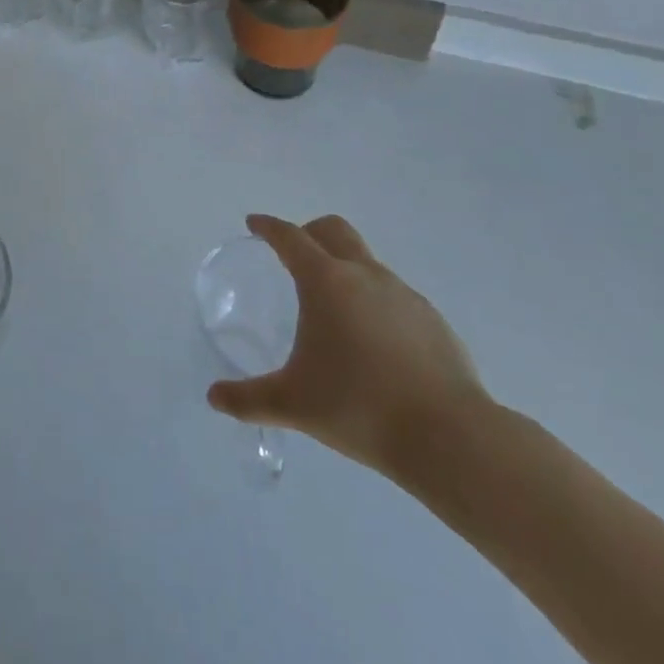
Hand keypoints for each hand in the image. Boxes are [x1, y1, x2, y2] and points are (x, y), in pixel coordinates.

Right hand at [207, 213, 489, 478]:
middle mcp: (364, 275)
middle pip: (334, 230)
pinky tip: (374, 343)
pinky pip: (394, 295)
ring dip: (345, 268)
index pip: (289, 237)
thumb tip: (214, 397)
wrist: (449, 438)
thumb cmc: (359, 407)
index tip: (254, 225)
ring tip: (334, 308)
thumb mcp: (293, 403)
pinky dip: (375, 302)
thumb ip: (248, 398)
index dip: (268, 227)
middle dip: (309, 232)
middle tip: (293, 254)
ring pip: (367, 262)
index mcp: (325, 281)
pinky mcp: (433, 321)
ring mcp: (404, 295)